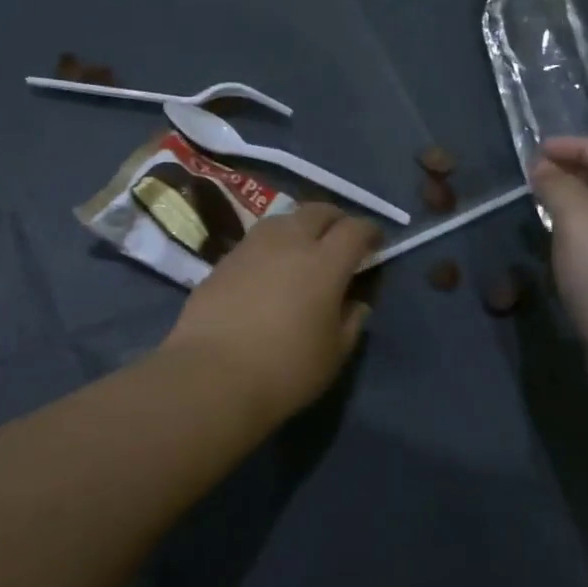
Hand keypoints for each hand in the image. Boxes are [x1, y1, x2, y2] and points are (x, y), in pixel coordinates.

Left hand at [161, 202, 378, 425]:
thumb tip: (356, 302)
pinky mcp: (223, 260)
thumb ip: (351, 321)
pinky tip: (269, 268)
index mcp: (324, 262)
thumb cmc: (285, 369)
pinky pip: (256, 239)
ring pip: (283, 218)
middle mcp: (288, 242)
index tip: (376, 242)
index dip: (370, 231)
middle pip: (317, 211)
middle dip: (335, 219)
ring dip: (300, 225)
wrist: (212, 375)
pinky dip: (272, 245)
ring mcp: (251, 247)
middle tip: (341, 239)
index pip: (354, 229)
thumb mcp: (334, 353)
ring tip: (304, 248)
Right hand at [532, 137, 587, 373]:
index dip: (578, 147)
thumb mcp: (581, 224)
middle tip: (536, 177)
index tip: (537, 151)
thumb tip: (543, 168)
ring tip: (542, 207)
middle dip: (577, 174)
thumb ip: (559, 188)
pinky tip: (560, 248)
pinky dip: (583, 236)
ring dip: (578, 206)